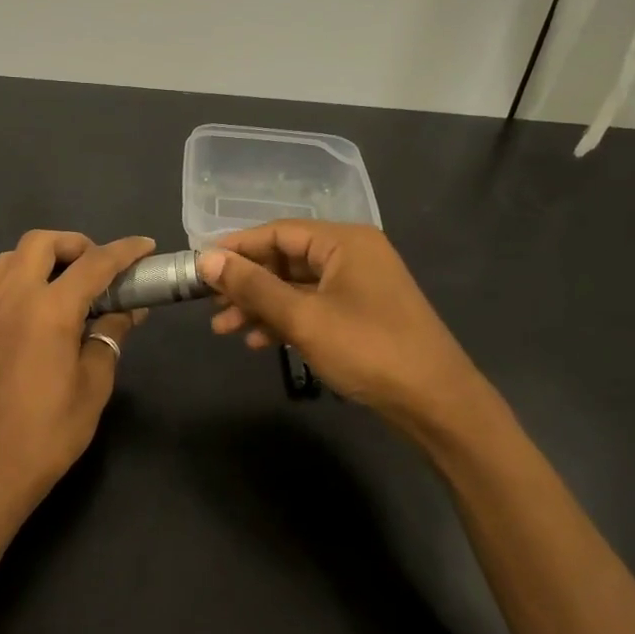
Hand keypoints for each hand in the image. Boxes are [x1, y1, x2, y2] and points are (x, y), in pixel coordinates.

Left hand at [0, 231, 154, 529]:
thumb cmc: (48, 433)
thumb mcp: (93, 385)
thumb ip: (109, 338)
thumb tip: (127, 312)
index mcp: (49, 309)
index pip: (94, 263)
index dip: (124, 251)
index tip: (146, 246)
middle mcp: (14, 298)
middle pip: (41, 242)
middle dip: (76, 244)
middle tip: (102, 271)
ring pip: (13, 256)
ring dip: (45, 257)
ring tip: (72, 285)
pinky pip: (1, 282)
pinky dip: (27, 277)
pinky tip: (48, 310)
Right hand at [197, 223, 480, 431]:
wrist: (435, 401)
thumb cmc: (368, 350)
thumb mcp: (303, 318)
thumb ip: (253, 287)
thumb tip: (207, 259)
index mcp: (344, 242)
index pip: (278, 232)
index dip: (236, 247)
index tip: (199, 265)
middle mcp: (353, 255)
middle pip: (286, 259)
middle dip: (246, 283)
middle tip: (209, 303)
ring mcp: (359, 286)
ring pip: (296, 286)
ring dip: (260, 306)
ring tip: (223, 329)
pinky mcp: (362, 314)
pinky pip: (313, 306)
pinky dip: (285, 320)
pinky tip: (258, 342)